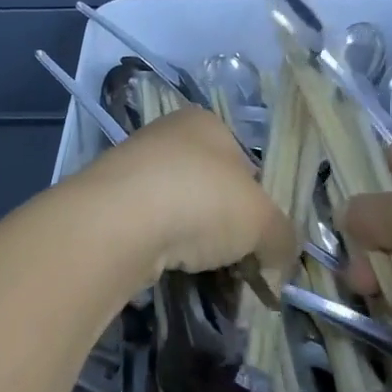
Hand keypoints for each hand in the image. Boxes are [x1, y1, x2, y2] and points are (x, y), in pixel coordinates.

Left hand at [70, 106, 297, 289]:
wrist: (119, 221)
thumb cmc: (202, 200)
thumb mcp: (262, 220)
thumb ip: (282, 237)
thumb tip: (283, 257)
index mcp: (207, 123)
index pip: (246, 163)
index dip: (258, 203)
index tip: (259, 238)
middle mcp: (168, 135)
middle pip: (212, 187)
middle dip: (225, 225)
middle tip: (235, 259)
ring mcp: (133, 166)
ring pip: (179, 208)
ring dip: (193, 239)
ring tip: (201, 268)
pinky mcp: (108, 201)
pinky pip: (149, 226)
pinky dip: (162, 247)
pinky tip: (167, 266)